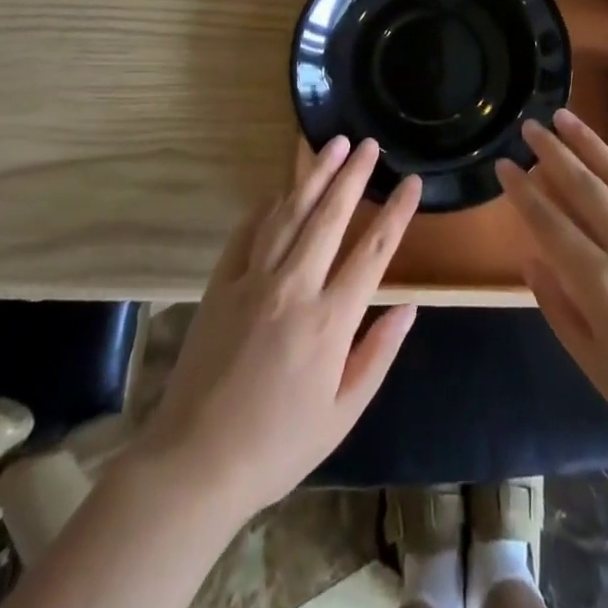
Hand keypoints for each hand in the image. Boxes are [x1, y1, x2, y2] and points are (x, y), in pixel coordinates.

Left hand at [134, 138, 421, 522]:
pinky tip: (279, 191)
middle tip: (369, 144)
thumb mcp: (342, 414)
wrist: (195, 464)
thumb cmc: (278, 445)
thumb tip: (409, 307)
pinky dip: (265, 207)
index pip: (373, 251)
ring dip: (314, 175)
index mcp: (330, 320)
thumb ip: (378, 354)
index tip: (412, 181)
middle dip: (353, 175)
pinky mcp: (220, 284)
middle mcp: (294, 287)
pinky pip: (247, 233)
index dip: (397, 212)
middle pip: (330, 217)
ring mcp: (253, 280)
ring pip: (289, 213)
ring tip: (332, 145)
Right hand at [497, 110, 607, 455]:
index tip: (504, 165)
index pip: (549, 223)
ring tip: (565, 117)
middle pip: (583, 187)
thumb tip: (532, 258)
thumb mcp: (595, 365)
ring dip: (590, 143)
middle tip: (530, 126)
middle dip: (551, 152)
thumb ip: (558, 308)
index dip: (522, 191)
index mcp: (601, 286)